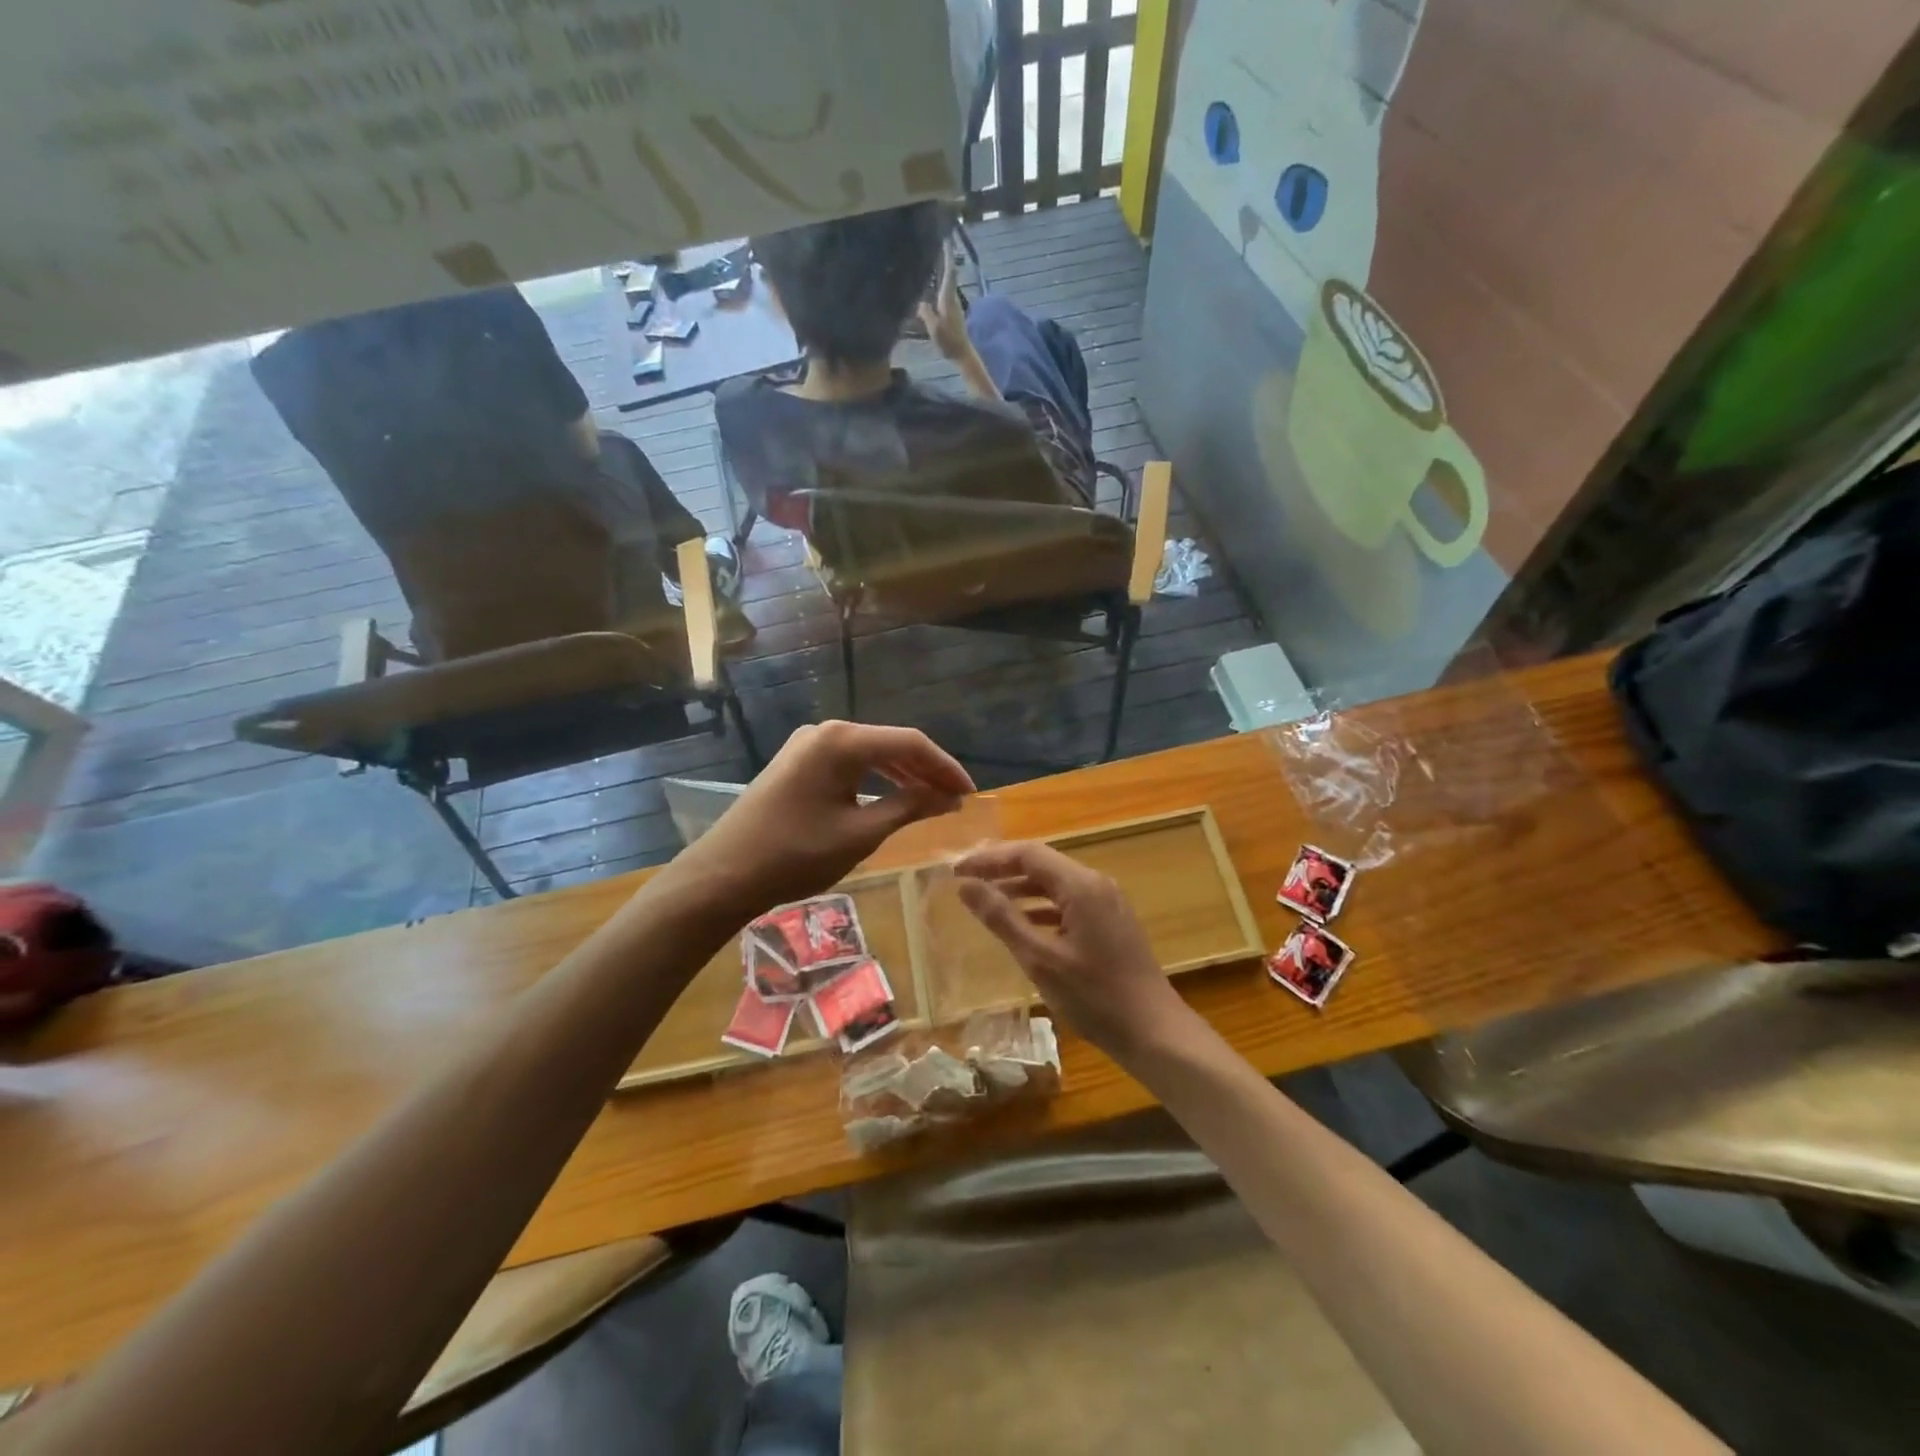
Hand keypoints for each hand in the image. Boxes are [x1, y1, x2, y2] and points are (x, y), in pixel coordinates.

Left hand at [676, 721, 974, 915]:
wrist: (724, 874)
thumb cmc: (796, 855)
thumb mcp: (861, 834)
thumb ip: (909, 807)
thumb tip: (948, 797)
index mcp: (842, 741)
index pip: (910, 743)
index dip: (946, 767)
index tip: (971, 793)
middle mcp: (826, 731)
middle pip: (891, 744)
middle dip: (927, 771)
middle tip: (956, 800)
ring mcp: (808, 745)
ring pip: (870, 753)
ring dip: (903, 775)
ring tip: (933, 800)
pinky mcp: (797, 762)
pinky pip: (849, 763)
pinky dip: (875, 778)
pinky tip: (894, 796)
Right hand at [917, 251, 971, 362]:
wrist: (962, 353)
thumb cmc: (949, 340)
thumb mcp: (934, 327)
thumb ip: (926, 312)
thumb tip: (919, 301)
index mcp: (948, 297)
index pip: (949, 271)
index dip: (947, 255)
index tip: (946, 238)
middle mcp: (951, 297)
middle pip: (948, 273)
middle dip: (944, 257)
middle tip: (938, 242)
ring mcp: (952, 304)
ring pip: (946, 282)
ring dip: (941, 269)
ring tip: (932, 258)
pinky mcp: (951, 311)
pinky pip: (943, 291)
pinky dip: (938, 283)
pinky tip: (930, 283)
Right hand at [954, 840, 1196, 1060]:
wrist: (1154, 1032)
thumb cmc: (1094, 997)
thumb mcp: (1040, 958)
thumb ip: (1002, 918)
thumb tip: (966, 886)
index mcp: (1081, 885)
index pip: (1027, 853)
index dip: (989, 858)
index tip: (956, 870)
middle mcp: (1096, 884)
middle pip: (1041, 863)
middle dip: (1002, 869)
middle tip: (964, 879)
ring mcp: (1107, 902)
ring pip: (1055, 883)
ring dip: (1019, 888)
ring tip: (984, 899)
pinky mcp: (1110, 922)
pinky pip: (1068, 902)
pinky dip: (1040, 907)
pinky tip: (1021, 924)